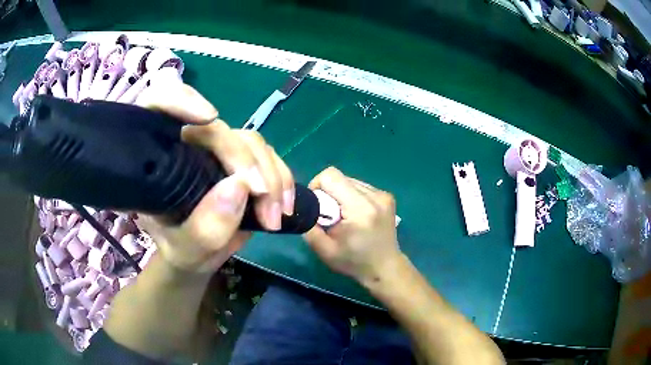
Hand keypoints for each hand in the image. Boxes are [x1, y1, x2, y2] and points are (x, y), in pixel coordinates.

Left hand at [134, 83, 294, 273]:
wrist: (199, 255)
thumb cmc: (181, 249)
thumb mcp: (186, 249)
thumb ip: (204, 228)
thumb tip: (240, 185)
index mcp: (158, 158)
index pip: (158, 106)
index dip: (179, 100)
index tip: (207, 117)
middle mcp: (186, 146)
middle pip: (217, 129)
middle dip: (245, 160)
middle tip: (262, 198)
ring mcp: (216, 151)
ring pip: (249, 141)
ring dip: (271, 175)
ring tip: (274, 216)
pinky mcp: (241, 160)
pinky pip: (269, 155)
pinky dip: (283, 178)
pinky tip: (285, 206)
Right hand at [303, 167, 401, 284]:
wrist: (385, 268)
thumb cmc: (354, 262)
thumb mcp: (324, 250)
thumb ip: (309, 226)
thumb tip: (303, 207)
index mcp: (360, 209)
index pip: (331, 176)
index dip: (317, 185)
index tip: (317, 205)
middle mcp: (374, 196)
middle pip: (340, 177)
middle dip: (329, 193)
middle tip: (330, 216)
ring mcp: (383, 195)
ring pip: (350, 181)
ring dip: (341, 195)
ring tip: (344, 216)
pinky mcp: (387, 196)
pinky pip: (360, 187)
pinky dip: (352, 197)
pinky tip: (355, 214)